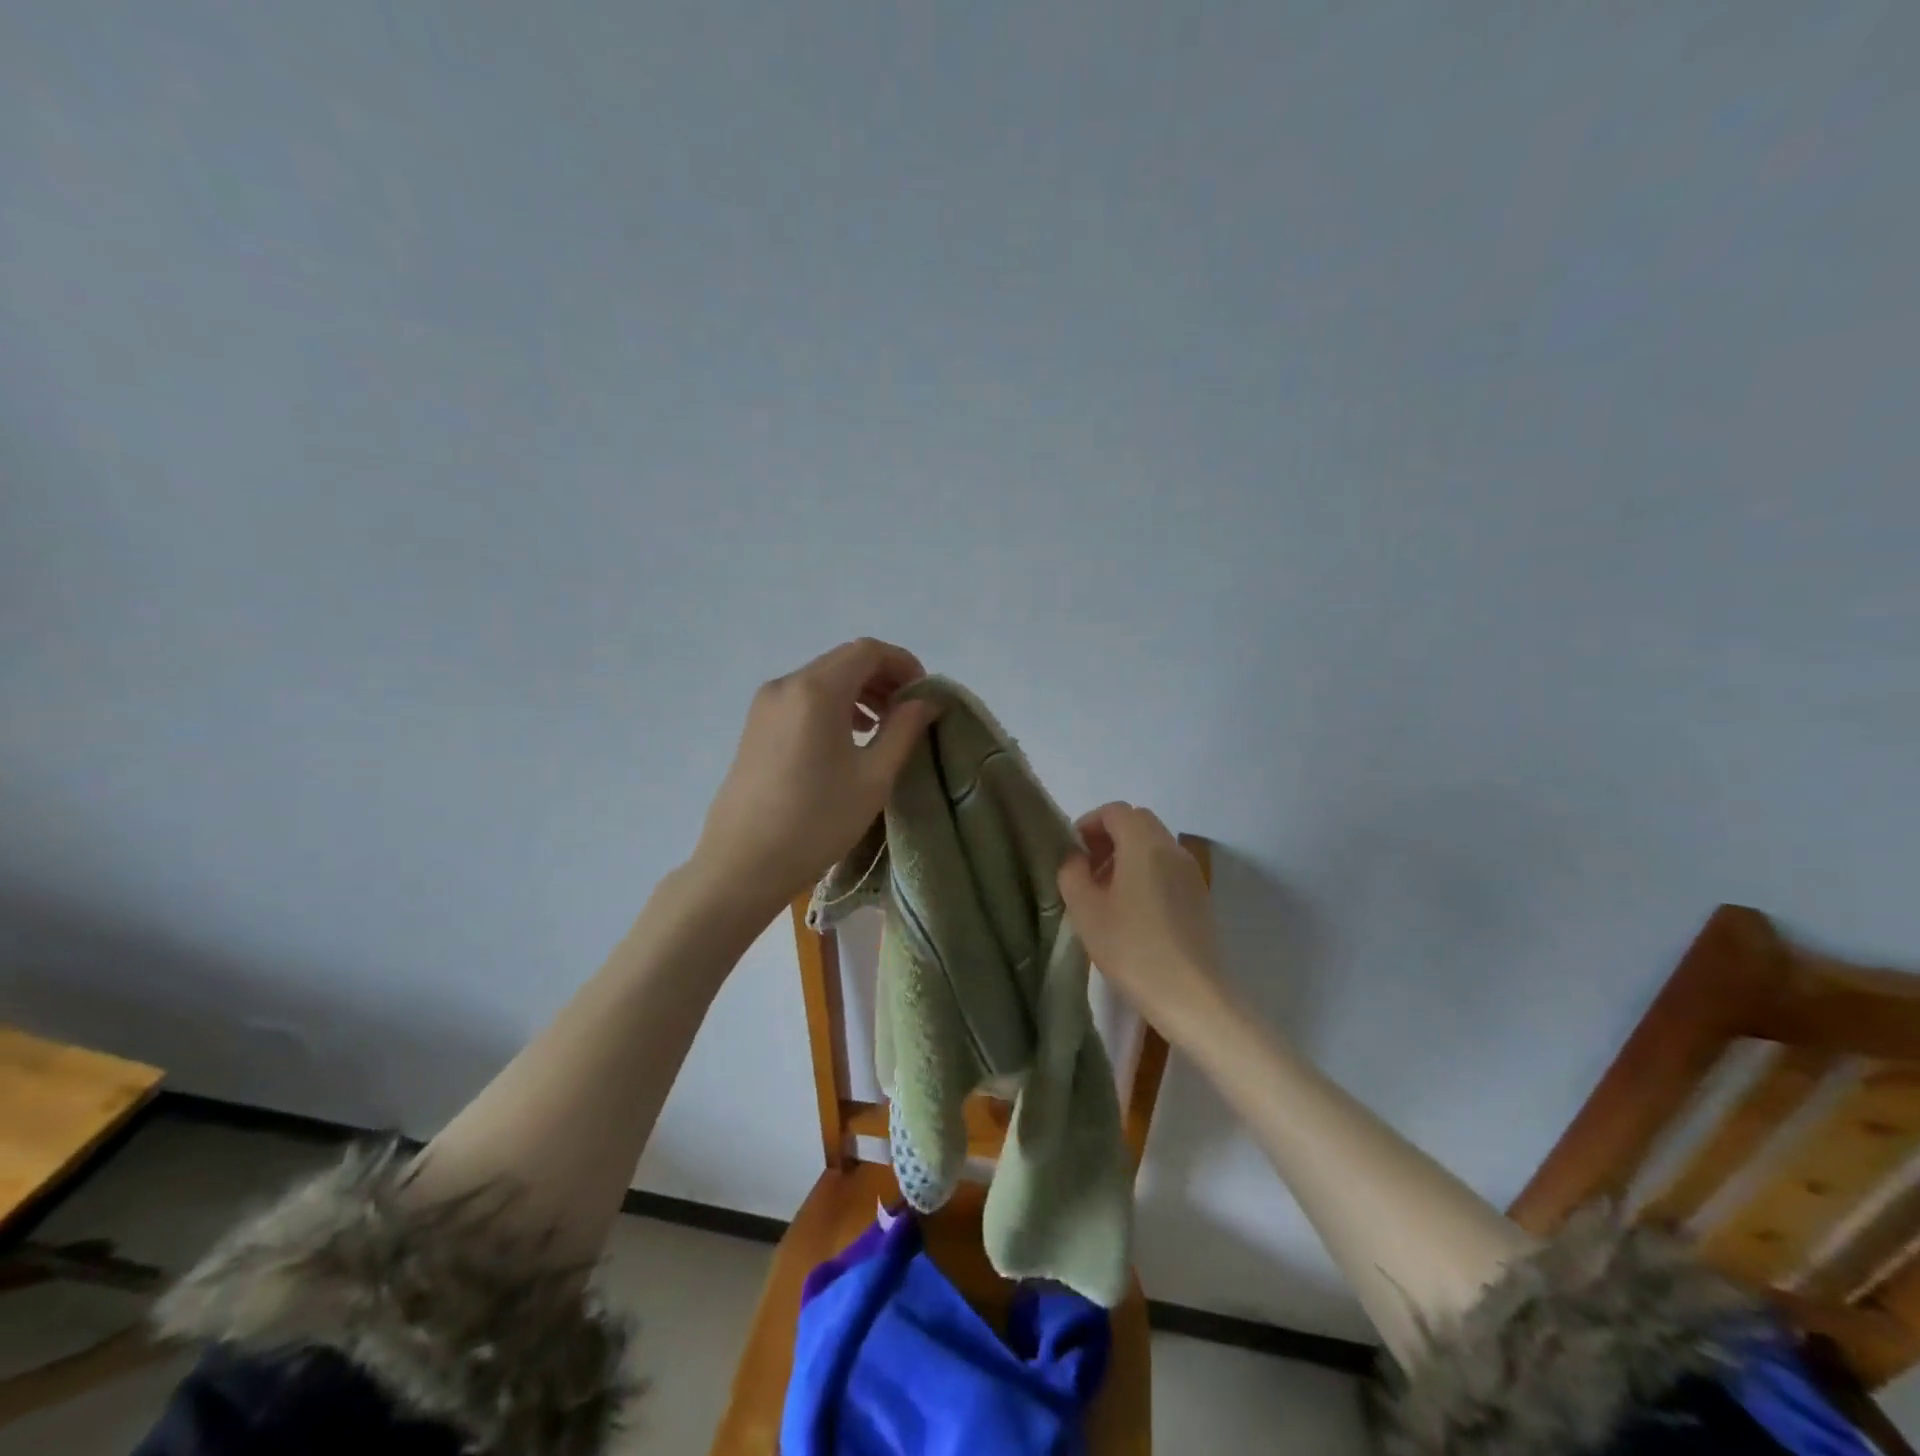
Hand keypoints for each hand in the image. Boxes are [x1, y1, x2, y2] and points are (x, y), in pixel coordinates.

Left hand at [691, 638, 937, 914]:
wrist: (743, 864)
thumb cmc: (816, 822)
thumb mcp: (873, 778)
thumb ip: (904, 730)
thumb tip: (926, 701)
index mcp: (816, 691)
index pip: (868, 651)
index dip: (903, 664)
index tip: (924, 695)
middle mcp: (786, 685)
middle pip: (844, 661)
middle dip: (883, 678)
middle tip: (909, 712)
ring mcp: (766, 705)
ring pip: (822, 679)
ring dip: (859, 692)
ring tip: (883, 727)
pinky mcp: (756, 726)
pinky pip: (803, 699)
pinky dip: (833, 705)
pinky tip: (849, 738)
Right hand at [1057, 802, 1226, 1041]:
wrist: (1190, 995)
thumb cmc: (1132, 948)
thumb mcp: (1085, 910)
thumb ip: (1072, 873)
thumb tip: (1076, 859)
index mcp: (1144, 845)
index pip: (1115, 811)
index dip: (1088, 824)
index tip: (1072, 853)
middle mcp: (1172, 849)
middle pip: (1137, 822)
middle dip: (1108, 837)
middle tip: (1087, 869)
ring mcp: (1190, 873)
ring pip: (1154, 845)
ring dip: (1127, 855)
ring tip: (1106, 892)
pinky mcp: (1199, 897)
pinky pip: (1167, 867)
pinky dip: (1146, 872)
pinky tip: (1132, 911)